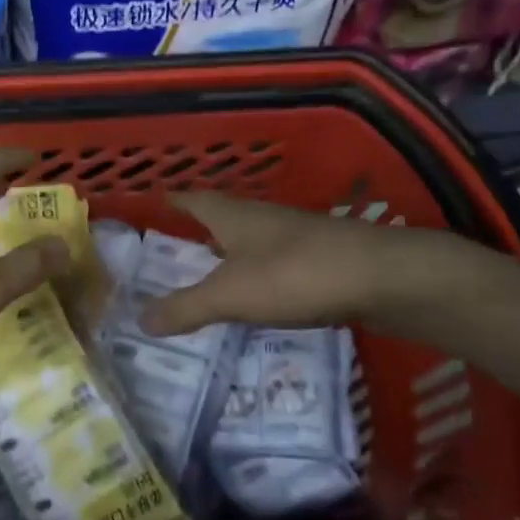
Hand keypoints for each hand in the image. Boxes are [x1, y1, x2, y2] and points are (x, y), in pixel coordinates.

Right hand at [138, 192, 483, 337]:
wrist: (379, 276)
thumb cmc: (293, 274)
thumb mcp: (230, 295)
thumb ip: (185, 308)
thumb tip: (139, 320)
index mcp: (233, 217)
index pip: (194, 200)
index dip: (174, 201)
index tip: (156, 201)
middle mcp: (262, 218)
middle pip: (223, 217)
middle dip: (200, 229)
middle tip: (175, 247)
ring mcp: (294, 236)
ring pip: (252, 239)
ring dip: (231, 252)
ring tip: (211, 273)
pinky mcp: (321, 257)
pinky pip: (276, 261)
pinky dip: (259, 273)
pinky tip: (259, 293)